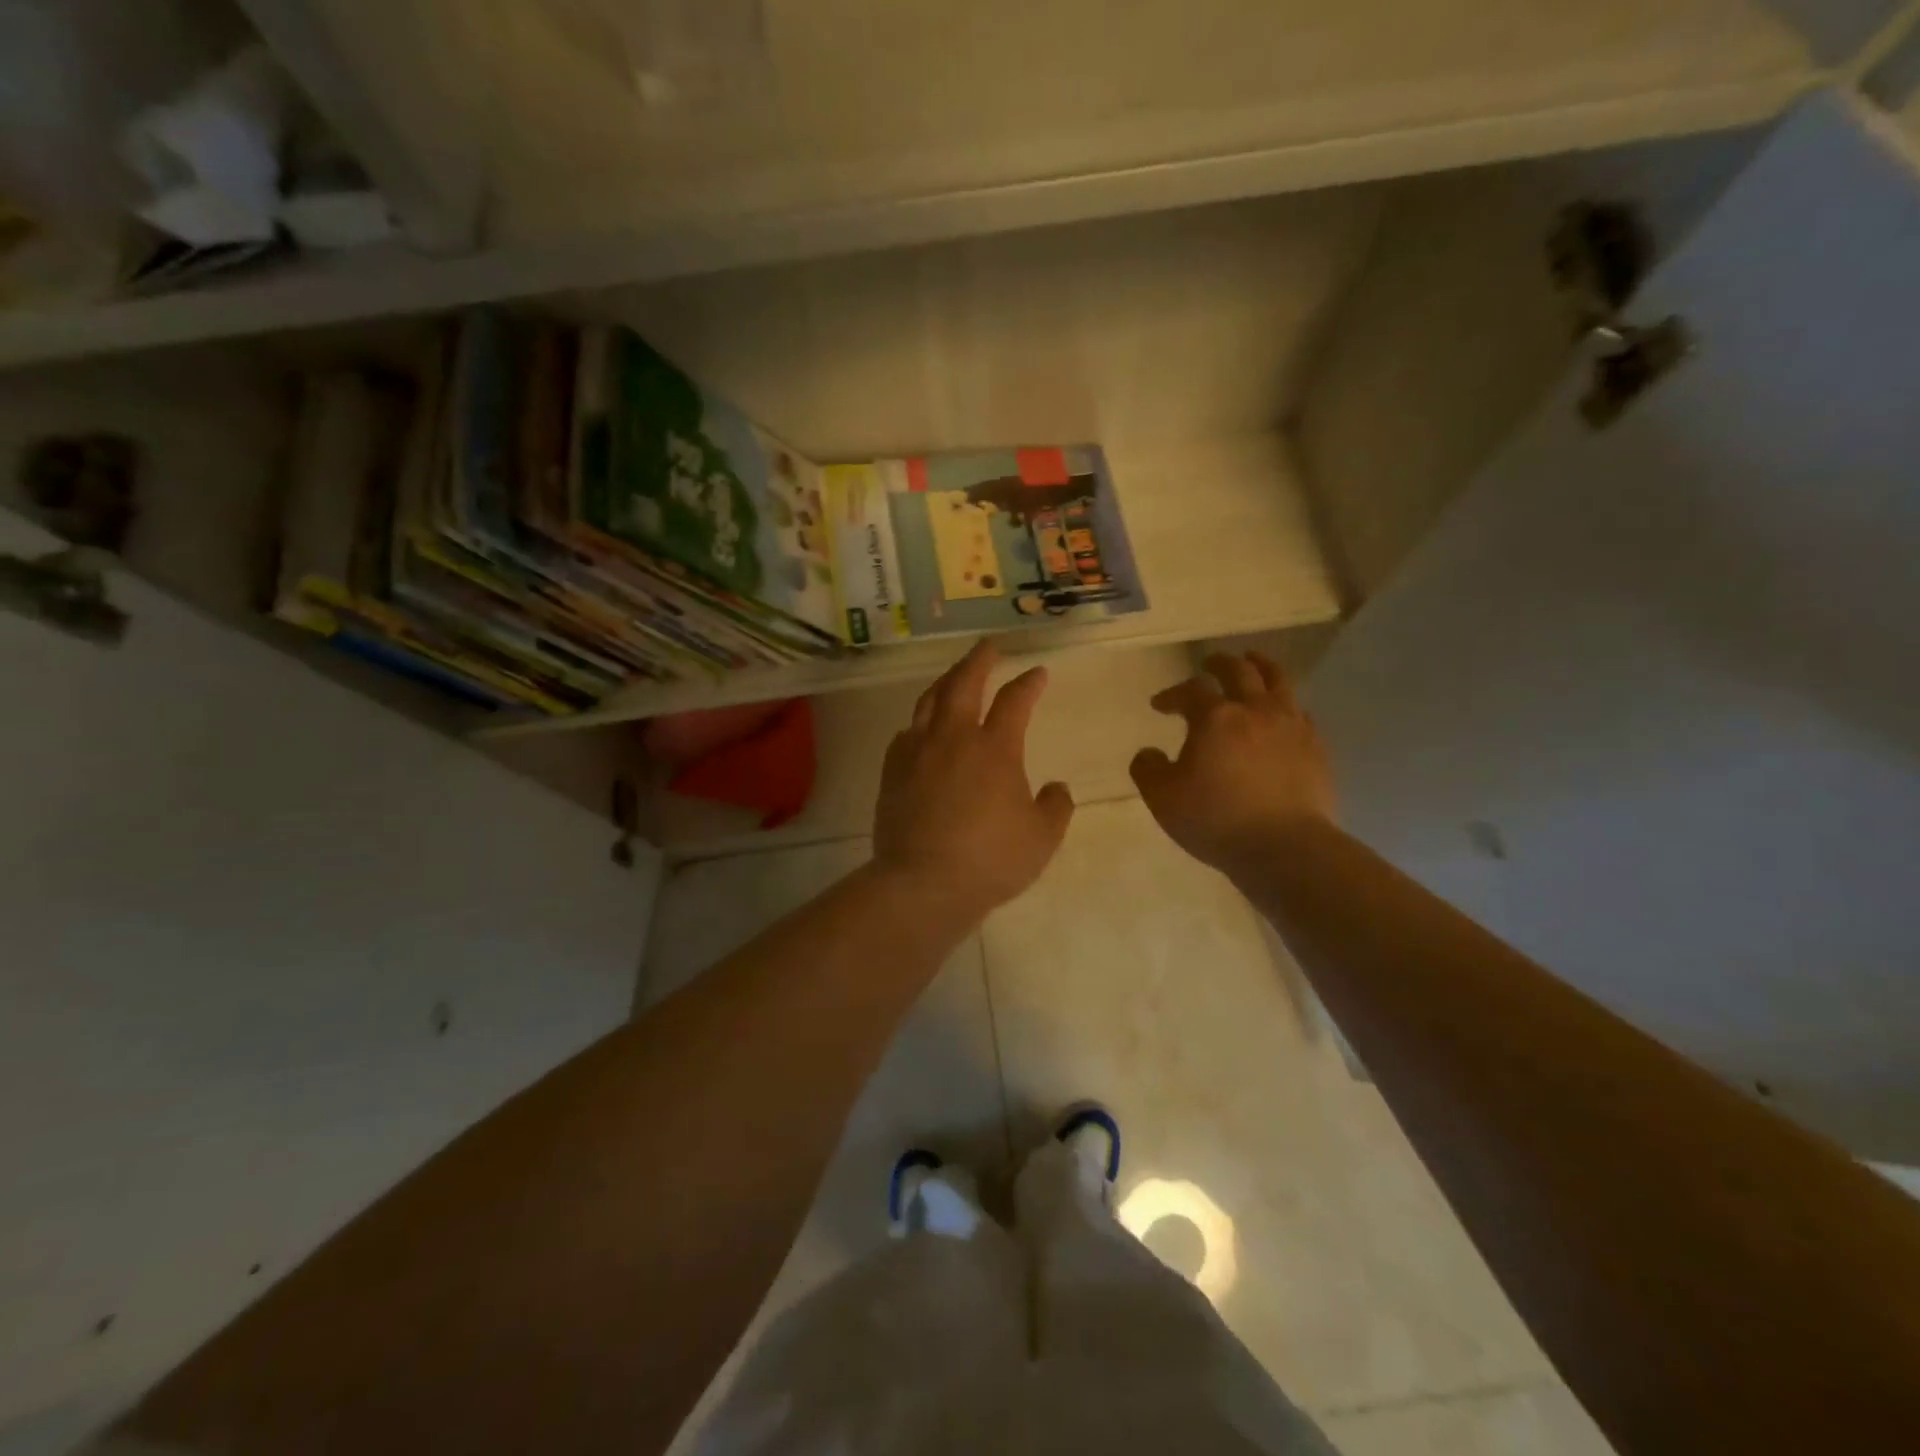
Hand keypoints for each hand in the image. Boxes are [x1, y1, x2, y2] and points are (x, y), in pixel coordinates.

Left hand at [873, 641, 1074, 922]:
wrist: (923, 883)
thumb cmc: (990, 860)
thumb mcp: (1042, 838)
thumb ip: (1056, 807)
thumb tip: (1056, 788)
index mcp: (995, 748)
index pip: (1015, 700)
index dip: (1029, 683)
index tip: (1038, 673)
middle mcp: (954, 738)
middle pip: (964, 682)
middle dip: (979, 659)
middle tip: (987, 646)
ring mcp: (918, 751)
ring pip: (930, 701)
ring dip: (945, 682)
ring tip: (954, 676)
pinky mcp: (892, 770)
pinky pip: (906, 732)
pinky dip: (919, 721)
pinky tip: (922, 726)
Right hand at [1130, 652, 1335, 875]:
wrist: (1284, 847)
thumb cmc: (1216, 820)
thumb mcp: (1163, 798)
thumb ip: (1148, 769)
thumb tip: (1148, 753)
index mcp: (1215, 717)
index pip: (1190, 690)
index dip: (1172, 694)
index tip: (1159, 705)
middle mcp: (1255, 710)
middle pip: (1239, 671)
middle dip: (1219, 664)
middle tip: (1209, 663)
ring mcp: (1290, 725)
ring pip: (1278, 681)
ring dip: (1261, 666)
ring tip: (1253, 662)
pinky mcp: (1315, 746)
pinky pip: (1299, 712)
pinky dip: (1284, 703)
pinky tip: (1281, 713)